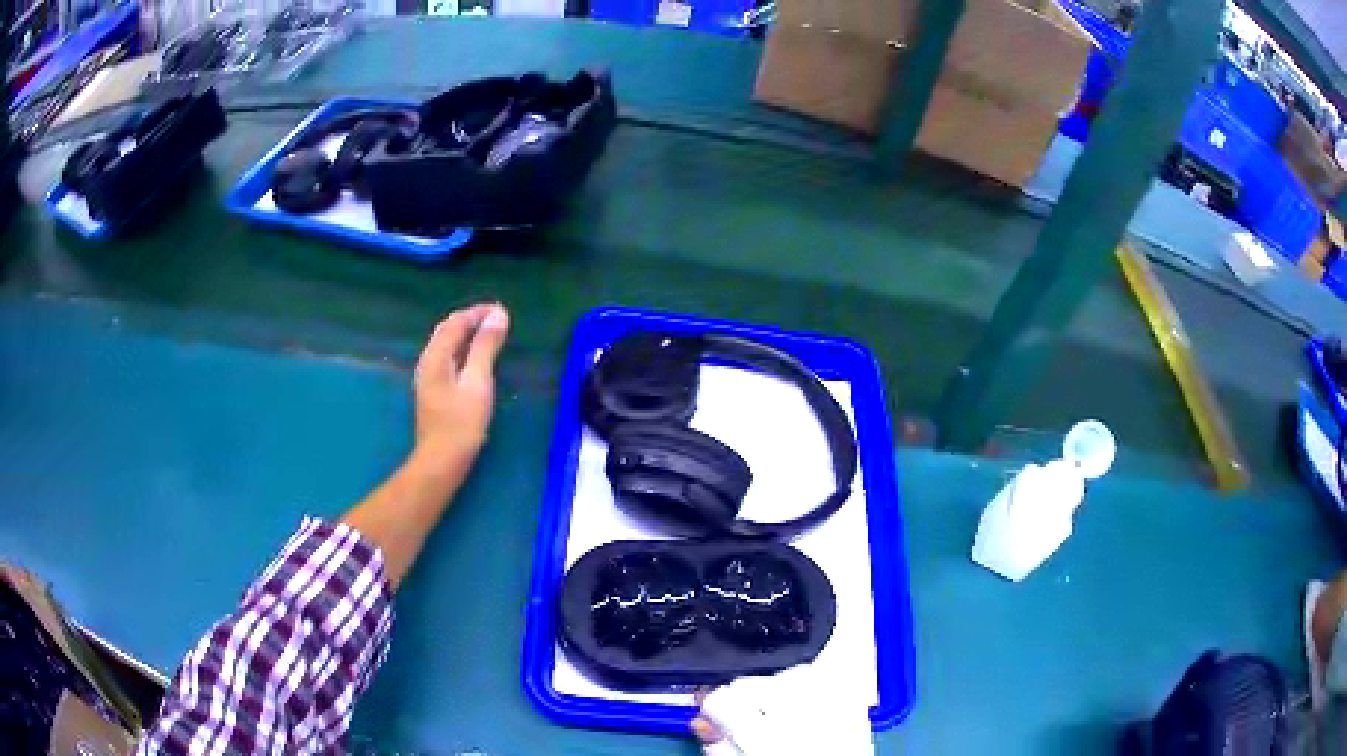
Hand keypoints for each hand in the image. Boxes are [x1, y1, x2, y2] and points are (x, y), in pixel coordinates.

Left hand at [413, 303, 509, 462]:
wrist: (441, 462)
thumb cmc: (461, 423)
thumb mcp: (478, 382)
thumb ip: (486, 347)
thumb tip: (498, 315)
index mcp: (436, 357)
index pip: (455, 322)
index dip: (477, 312)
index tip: (502, 311)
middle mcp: (428, 363)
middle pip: (447, 331)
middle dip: (471, 321)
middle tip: (497, 320)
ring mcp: (428, 379)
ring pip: (447, 346)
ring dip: (467, 336)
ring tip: (490, 336)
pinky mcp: (434, 393)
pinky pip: (448, 360)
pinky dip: (464, 351)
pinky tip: (476, 361)